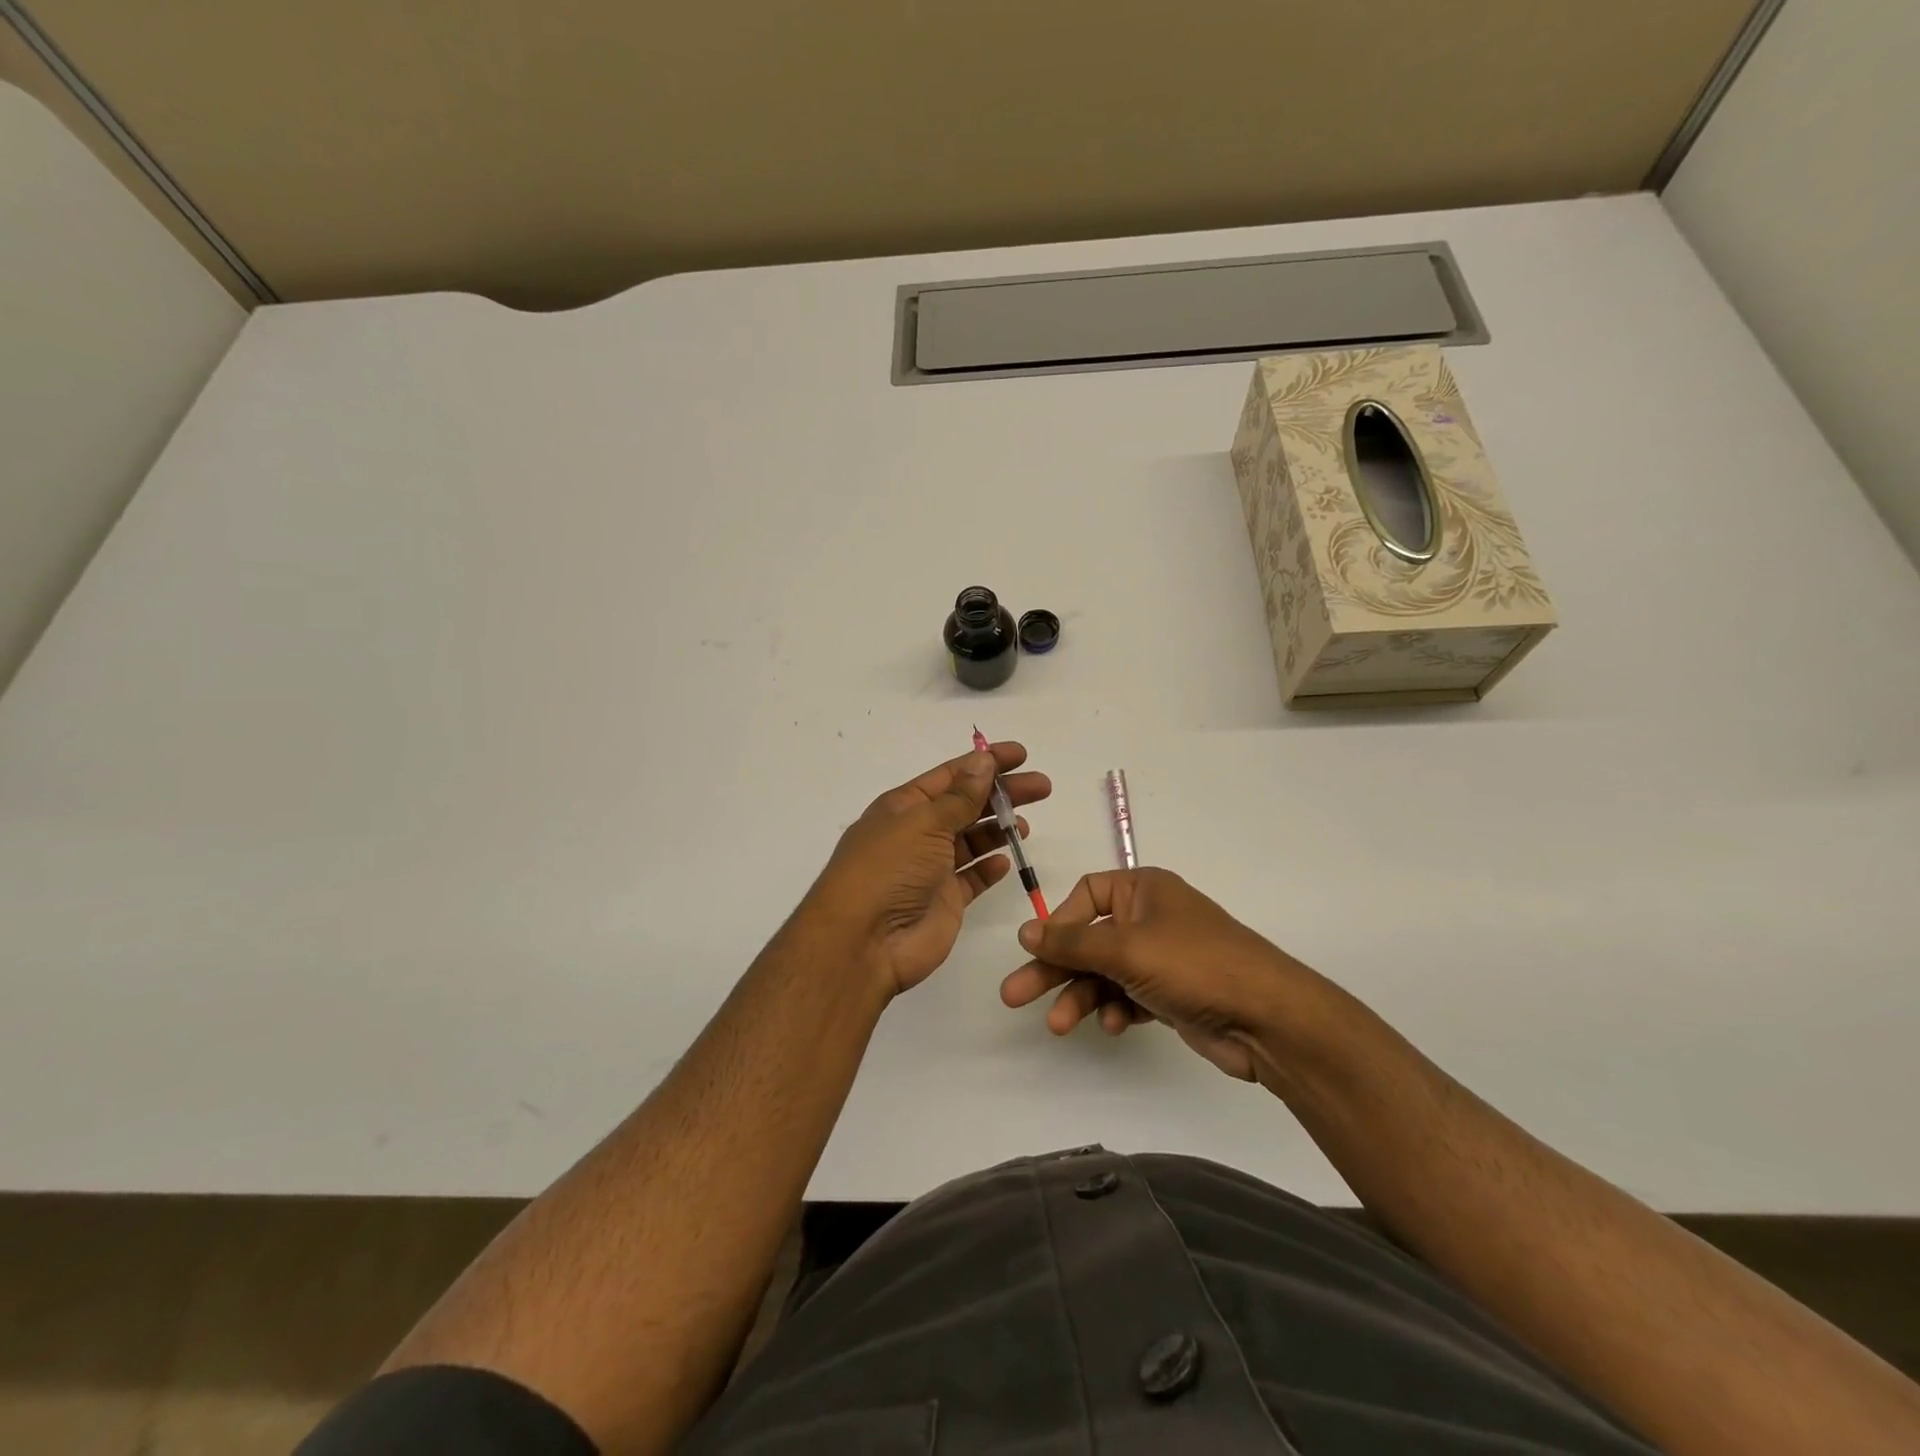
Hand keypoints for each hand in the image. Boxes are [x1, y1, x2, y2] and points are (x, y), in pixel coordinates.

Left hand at [807, 743, 1050, 996]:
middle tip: (1042, 787)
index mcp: (904, 806)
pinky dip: (989, 868)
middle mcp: (917, 833)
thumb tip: (983, 760)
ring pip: (972, 840)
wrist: (864, 942)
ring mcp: (931, 869)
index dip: (985, 762)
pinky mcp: (944, 901)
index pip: (951, 775)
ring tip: (1025, 825)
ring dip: (998, 829)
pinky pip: (972, 878)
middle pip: (967, 805)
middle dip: (1002, 794)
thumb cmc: (889, 870)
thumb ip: (960, 796)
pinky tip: (1006, 860)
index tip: (1021, 755)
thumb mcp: (924, 823)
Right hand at [1000, 868, 1304, 1080]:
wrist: (1267, 1018)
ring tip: (1057, 1026)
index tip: (1038, 949)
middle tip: (1014, 996)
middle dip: (1054, 969)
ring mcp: (1161, 957)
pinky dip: (1114, 1008)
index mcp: (1143, 890)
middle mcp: (1150, 918)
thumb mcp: (1126, 948)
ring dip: (1080, 996)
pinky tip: (1112, 1026)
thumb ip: (1071, 942)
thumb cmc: (1194, 964)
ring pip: (1104, 972)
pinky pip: (1127, 995)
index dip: (1060, 922)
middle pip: (1088, 939)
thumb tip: (1024, 931)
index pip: (1086, 895)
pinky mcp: (1170, 993)